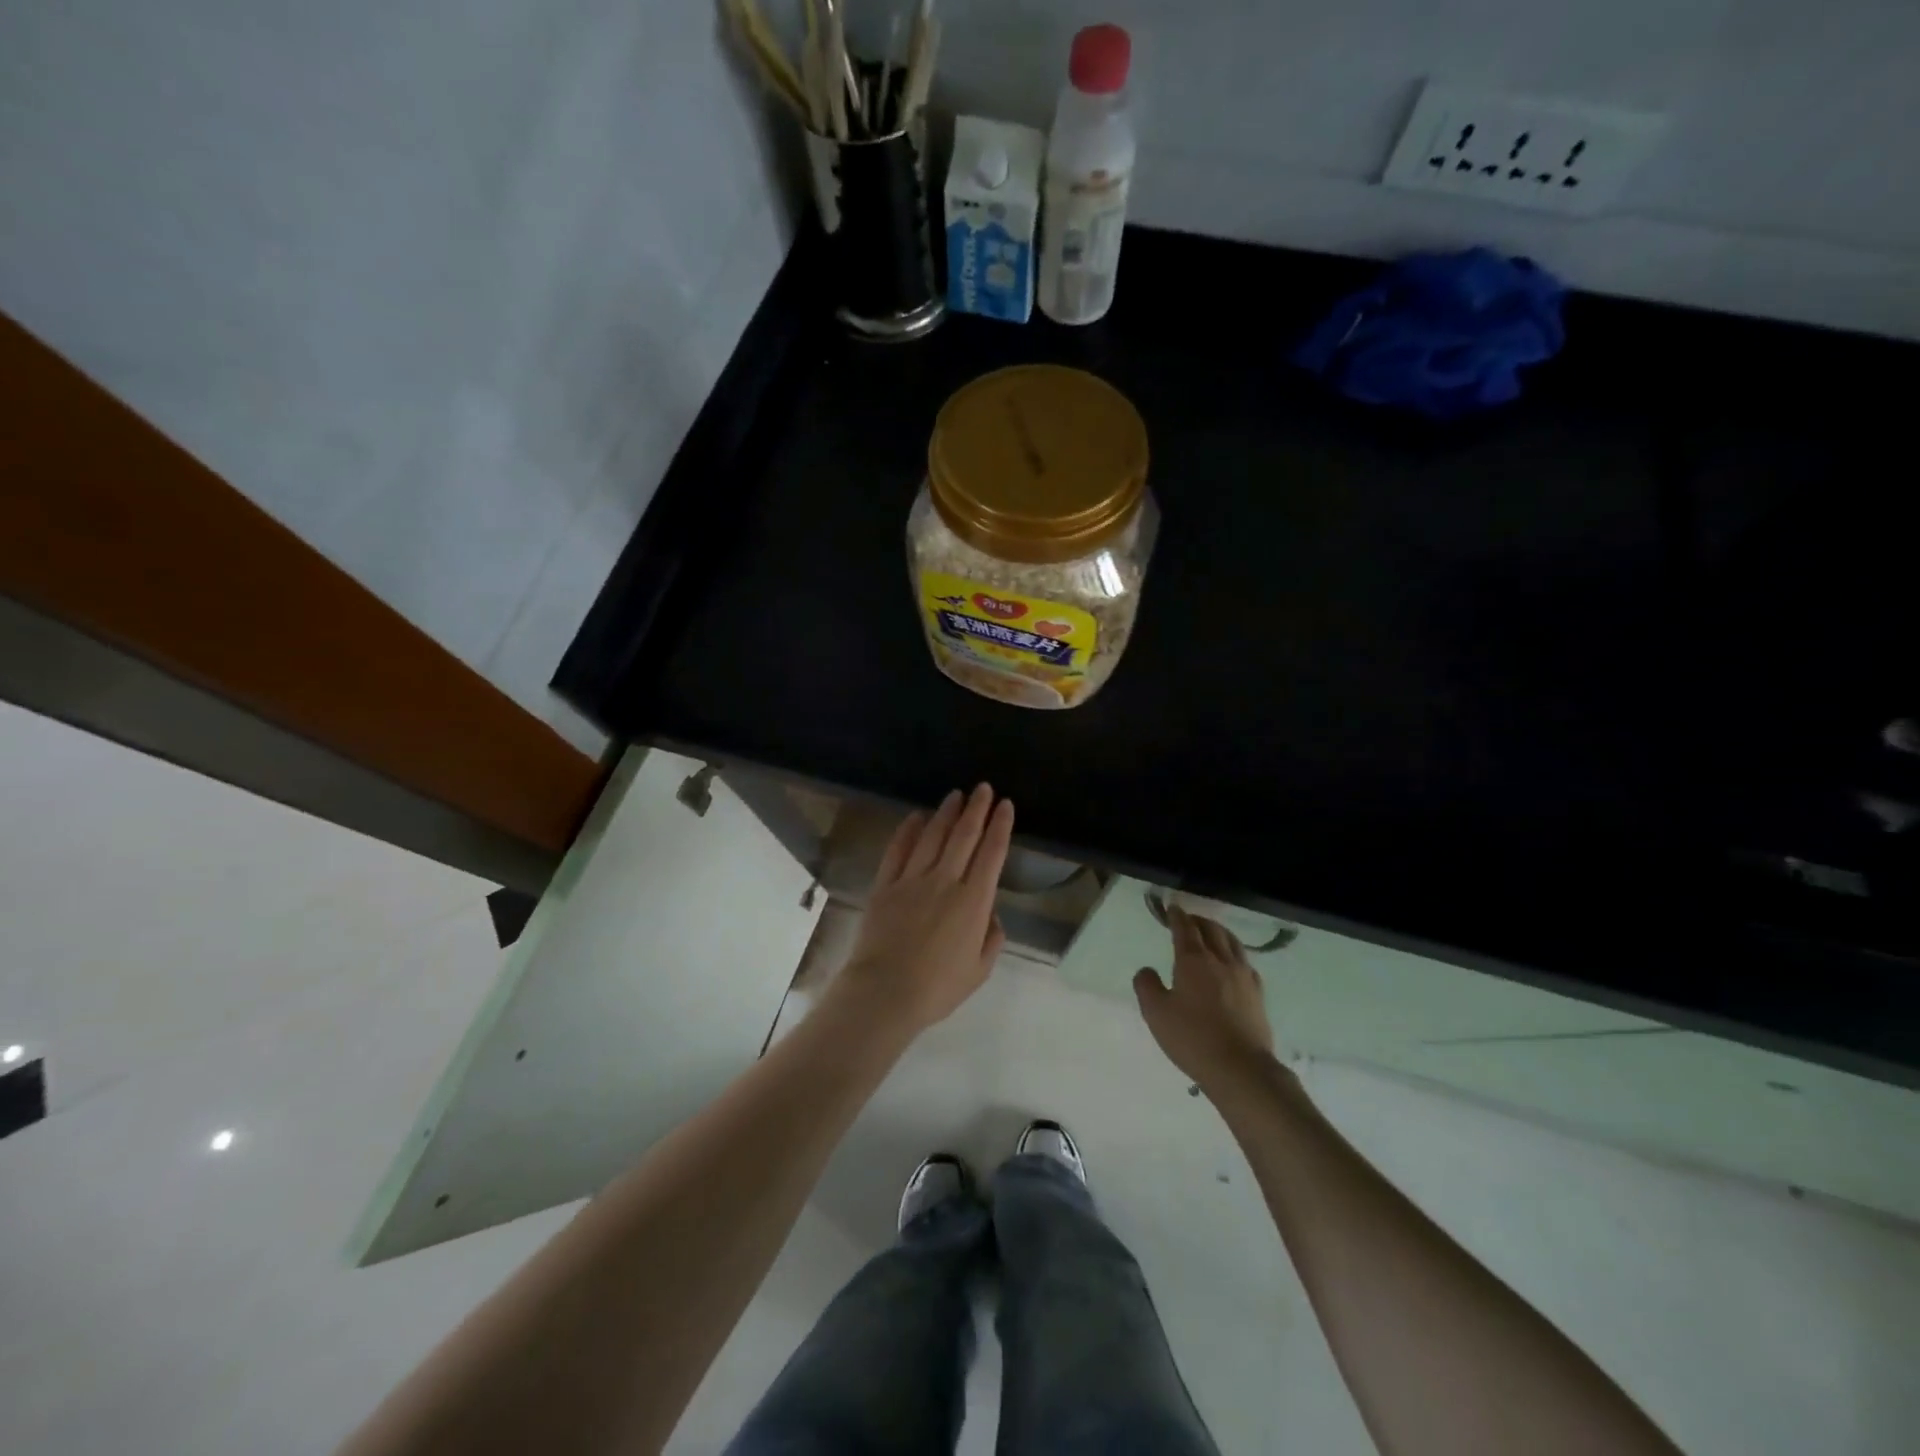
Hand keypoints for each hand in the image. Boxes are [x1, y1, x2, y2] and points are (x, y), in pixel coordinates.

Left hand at [832, 784, 1012, 1037]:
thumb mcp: (979, 970)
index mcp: (974, 901)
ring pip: (933, 836)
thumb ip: (991, 938)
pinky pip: (898, 850)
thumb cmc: (938, 988)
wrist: (885, 992)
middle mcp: (945, 881)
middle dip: (977, 809)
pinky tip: (916, 816)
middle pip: (964, 836)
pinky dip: (908, 830)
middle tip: (983, 788)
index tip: (1006, 805)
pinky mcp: (885, 885)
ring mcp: (912, 880)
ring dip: (946, 813)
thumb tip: (990, 915)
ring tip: (955, 795)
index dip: (1000, 826)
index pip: (992, 853)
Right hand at [1134, 906, 1276, 1089]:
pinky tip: (1233, 962)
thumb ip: (1146, 986)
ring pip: (1232, 942)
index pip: (1185, 929)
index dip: (1177, 916)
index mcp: (1193, 960)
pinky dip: (1234, 952)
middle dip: (1198, 920)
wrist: (1240, 1068)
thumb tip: (1147, 970)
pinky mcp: (1257, 993)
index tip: (1172, 908)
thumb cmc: (1192, 1038)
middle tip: (1188, 919)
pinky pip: (1245, 961)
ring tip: (1211, 933)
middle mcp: (1220, 960)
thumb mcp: (1156, 1013)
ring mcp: (1243, 976)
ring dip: (1218, 932)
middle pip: (1211, 930)